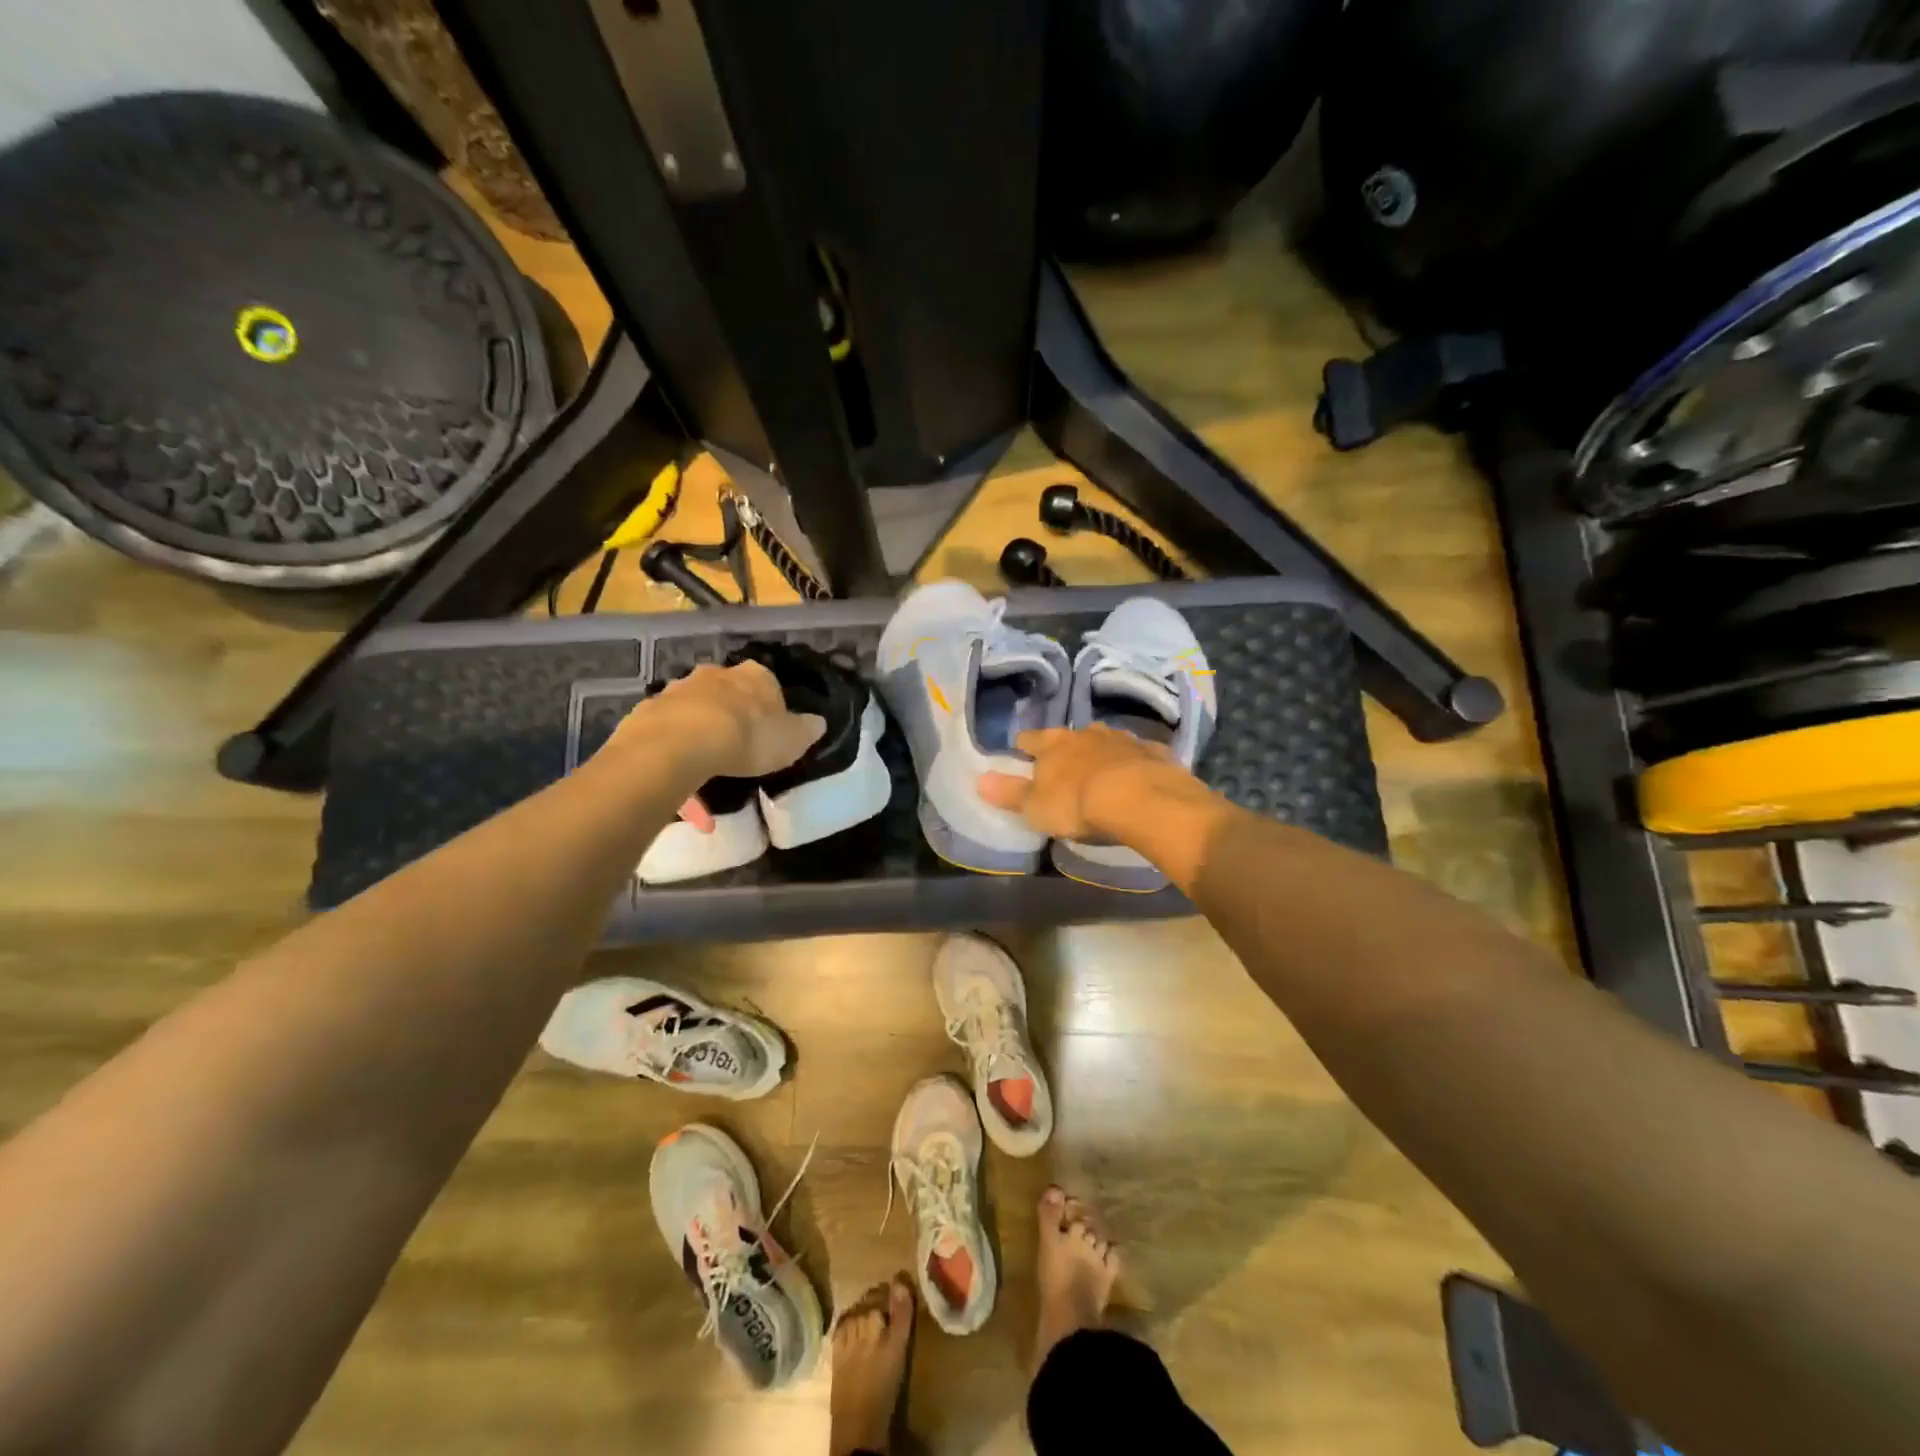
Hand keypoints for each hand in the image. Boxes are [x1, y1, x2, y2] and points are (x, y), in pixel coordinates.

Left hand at [610, 661, 824, 785]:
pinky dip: (674, 739)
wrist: (683, 743)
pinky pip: (668, 723)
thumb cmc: (748, 738)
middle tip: (735, 742)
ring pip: (696, 704)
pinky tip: (677, 763)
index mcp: (756, 677)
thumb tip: (817, 721)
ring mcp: (680, 687)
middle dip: (731, 710)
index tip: (768, 730)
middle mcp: (718, 673)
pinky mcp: (651, 707)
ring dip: (700, 722)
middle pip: (729, 690)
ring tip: (704, 757)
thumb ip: (806, 730)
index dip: (769, 707)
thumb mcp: (792, 741)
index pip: (769, 685)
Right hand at [977, 725, 1211, 841]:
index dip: (1024, 745)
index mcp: (1053, 745)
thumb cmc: (1077, 804)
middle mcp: (1086, 734)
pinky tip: (1136, 775)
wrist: (1140, 798)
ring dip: (1100, 751)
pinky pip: (1138, 753)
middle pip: (1070, 736)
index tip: (1020, 750)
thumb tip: (979, 780)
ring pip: (1105, 740)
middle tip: (1064, 763)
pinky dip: (1133, 762)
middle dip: (1066, 747)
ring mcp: (1122, 739)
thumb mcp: (1036, 807)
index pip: (1030, 739)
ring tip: (1100, 768)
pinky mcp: (1153, 752)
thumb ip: (1010, 793)